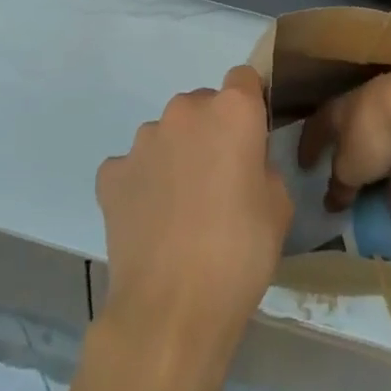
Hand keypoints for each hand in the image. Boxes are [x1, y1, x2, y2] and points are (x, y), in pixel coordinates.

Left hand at [95, 66, 292, 357]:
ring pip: (166, 134)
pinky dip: (142, 183)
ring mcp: (143, 139)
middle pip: (202, 105)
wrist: (171, 311)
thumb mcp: (279, 206)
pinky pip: (133, 166)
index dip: (250, 105)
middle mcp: (184, 110)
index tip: (252, 138)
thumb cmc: (240, 254)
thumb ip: (263, 165)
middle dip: (211, 132)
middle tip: (218, 182)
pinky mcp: (112, 172)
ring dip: (175, 155)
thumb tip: (243, 162)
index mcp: (232, 110)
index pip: (244, 78)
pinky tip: (150, 221)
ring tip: (180, 209)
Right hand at [297, 68, 390, 219]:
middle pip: (360, 141)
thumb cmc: (372, 133)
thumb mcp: (350, 169)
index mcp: (340, 110)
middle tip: (359, 200)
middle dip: (362, 175)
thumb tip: (331, 201)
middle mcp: (366, 105)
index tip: (304, 166)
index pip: (318, 126)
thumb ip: (340, 185)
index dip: (310, 146)